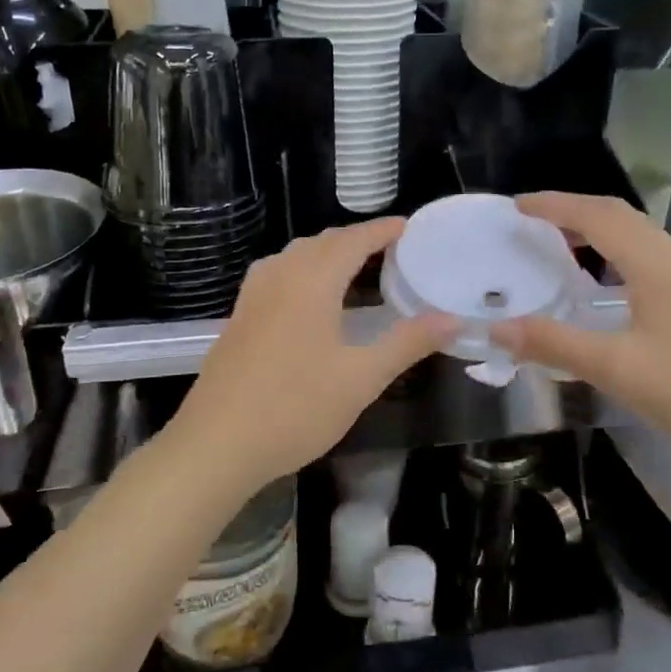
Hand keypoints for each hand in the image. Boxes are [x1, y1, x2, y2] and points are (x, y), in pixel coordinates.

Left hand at [166, 217, 455, 489]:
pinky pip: (277, 274)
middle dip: (357, 239)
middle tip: (392, 251)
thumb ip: (407, 343)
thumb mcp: (362, 378)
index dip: (383, 230)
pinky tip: (310, 299)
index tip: (410, 228)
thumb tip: (453, 320)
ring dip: (327, 253)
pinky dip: (304, 271)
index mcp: (312, 281)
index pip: (353, 240)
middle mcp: (279, 276)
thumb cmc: (296, 408)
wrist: (217, 443)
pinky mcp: (239, 316)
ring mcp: (253, 295)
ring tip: (355, 269)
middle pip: (323, 243)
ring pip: (295, 256)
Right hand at [489, 193, 670, 480]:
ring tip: (562, 244)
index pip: (597, 216)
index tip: (516, 206)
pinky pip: (649, 257)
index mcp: (654, 264)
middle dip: (573, 211)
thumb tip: (497, 329)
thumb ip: (553, 344)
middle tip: (532, 221)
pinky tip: (607, 282)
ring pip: (638, 235)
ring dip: (597, 230)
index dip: (554, 206)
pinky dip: (617, 253)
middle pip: (619, 216)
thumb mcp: (614, 368)